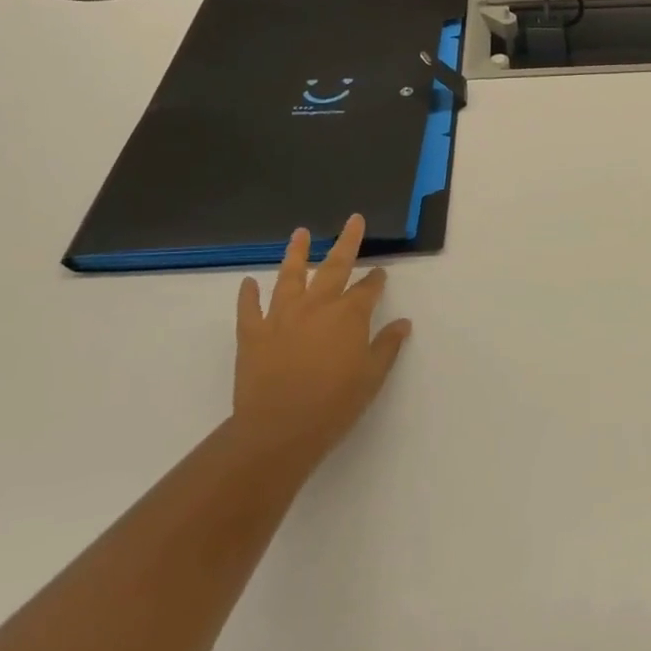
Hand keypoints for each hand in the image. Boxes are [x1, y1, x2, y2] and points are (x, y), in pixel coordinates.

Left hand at [232, 216, 410, 461]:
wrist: (279, 429)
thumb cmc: (335, 404)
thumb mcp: (372, 376)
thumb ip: (387, 346)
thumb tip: (402, 323)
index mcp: (348, 315)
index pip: (367, 289)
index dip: (376, 280)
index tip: (380, 272)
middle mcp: (316, 306)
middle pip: (334, 267)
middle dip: (347, 242)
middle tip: (353, 220)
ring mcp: (281, 317)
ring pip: (290, 277)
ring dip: (296, 253)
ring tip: (300, 233)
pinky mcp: (252, 334)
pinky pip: (249, 308)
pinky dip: (248, 294)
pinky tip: (248, 282)